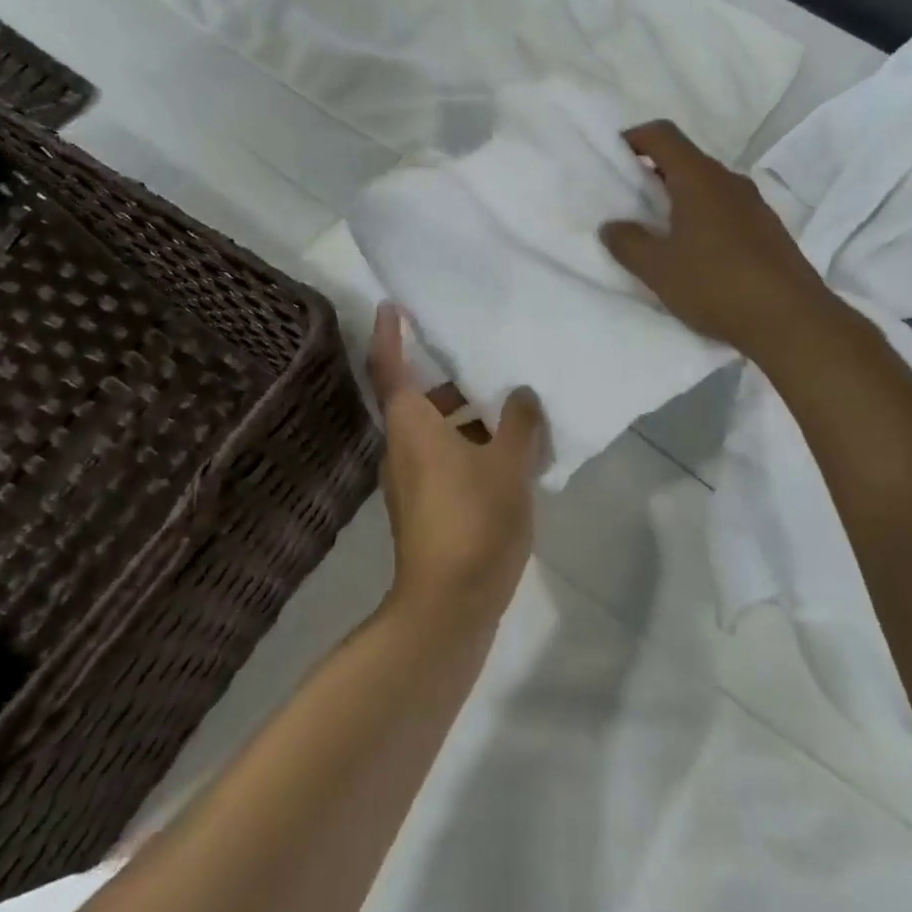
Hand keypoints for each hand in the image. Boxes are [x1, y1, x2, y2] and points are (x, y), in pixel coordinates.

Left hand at [367, 304, 547, 626]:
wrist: (449, 606)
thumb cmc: (475, 519)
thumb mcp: (508, 463)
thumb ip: (519, 422)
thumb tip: (521, 395)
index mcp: (412, 426)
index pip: (391, 367)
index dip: (390, 334)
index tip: (391, 306)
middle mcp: (402, 448)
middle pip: (418, 400)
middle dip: (451, 382)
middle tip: (487, 366)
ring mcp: (410, 482)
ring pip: (434, 433)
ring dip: (467, 419)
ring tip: (513, 414)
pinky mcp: (424, 509)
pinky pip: (443, 460)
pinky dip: (469, 447)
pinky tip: (508, 458)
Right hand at [600, 120, 828, 363]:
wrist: (790, 320)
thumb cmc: (716, 284)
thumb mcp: (657, 268)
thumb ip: (628, 243)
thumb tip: (612, 226)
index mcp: (699, 178)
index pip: (662, 134)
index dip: (633, 138)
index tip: (613, 160)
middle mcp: (729, 181)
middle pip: (685, 160)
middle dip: (652, 173)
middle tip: (628, 201)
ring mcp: (754, 205)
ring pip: (706, 187)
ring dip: (678, 199)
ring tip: (657, 232)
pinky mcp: (768, 231)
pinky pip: (725, 210)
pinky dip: (702, 219)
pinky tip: (694, 254)